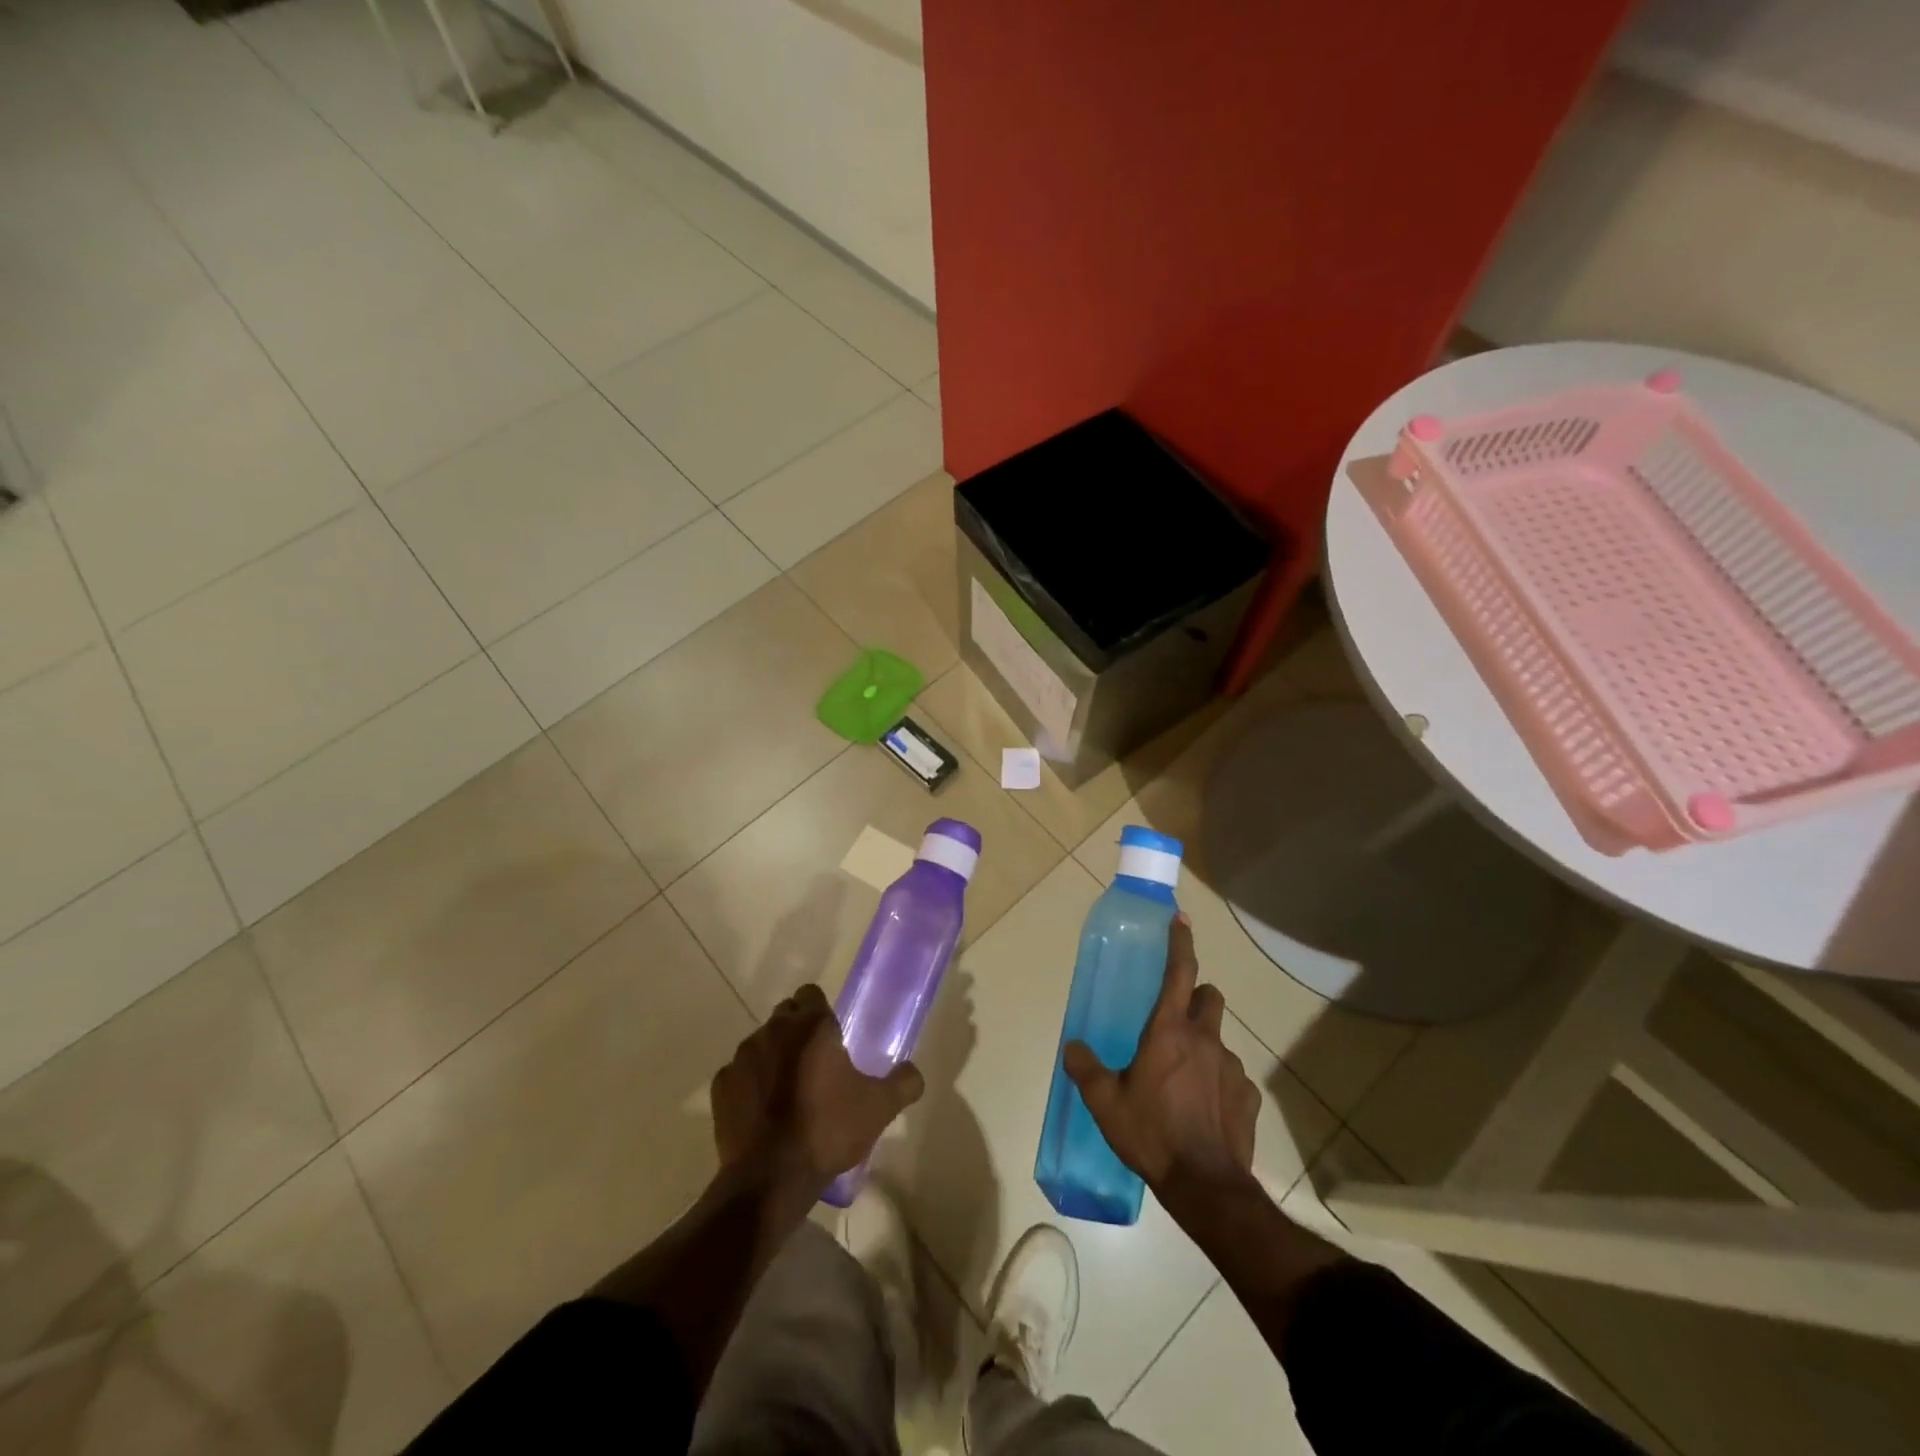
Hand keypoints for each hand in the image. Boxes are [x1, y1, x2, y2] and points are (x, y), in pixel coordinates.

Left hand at [711, 984, 924, 1195]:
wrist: (770, 1179)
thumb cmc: (828, 1131)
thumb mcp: (879, 1108)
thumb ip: (903, 1083)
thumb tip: (913, 1072)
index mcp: (811, 1026)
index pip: (811, 994)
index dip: (822, 1010)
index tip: (833, 1035)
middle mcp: (773, 1031)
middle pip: (786, 1015)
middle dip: (798, 1031)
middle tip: (816, 1063)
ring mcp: (742, 1058)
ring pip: (761, 1043)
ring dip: (774, 1057)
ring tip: (789, 1091)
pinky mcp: (721, 1086)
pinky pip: (739, 1074)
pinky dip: (750, 1085)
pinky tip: (763, 1112)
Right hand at [1064, 916, 1259, 1189]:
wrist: (1204, 1185)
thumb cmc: (1151, 1133)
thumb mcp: (1105, 1102)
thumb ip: (1085, 1069)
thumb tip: (1071, 1047)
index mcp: (1168, 1031)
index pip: (1180, 971)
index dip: (1180, 942)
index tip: (1180, 919)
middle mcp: (1204, 1039)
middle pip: (1210, 996)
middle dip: (1197, 997)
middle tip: (1176, 1018)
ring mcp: (1231, 1067)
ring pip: (1220, 1038)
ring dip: (1204, 1045)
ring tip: (1184, 1077)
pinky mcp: (1248, 1097)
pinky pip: (1233, 1077)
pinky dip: (1219, 1082)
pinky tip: (1205, 1108)